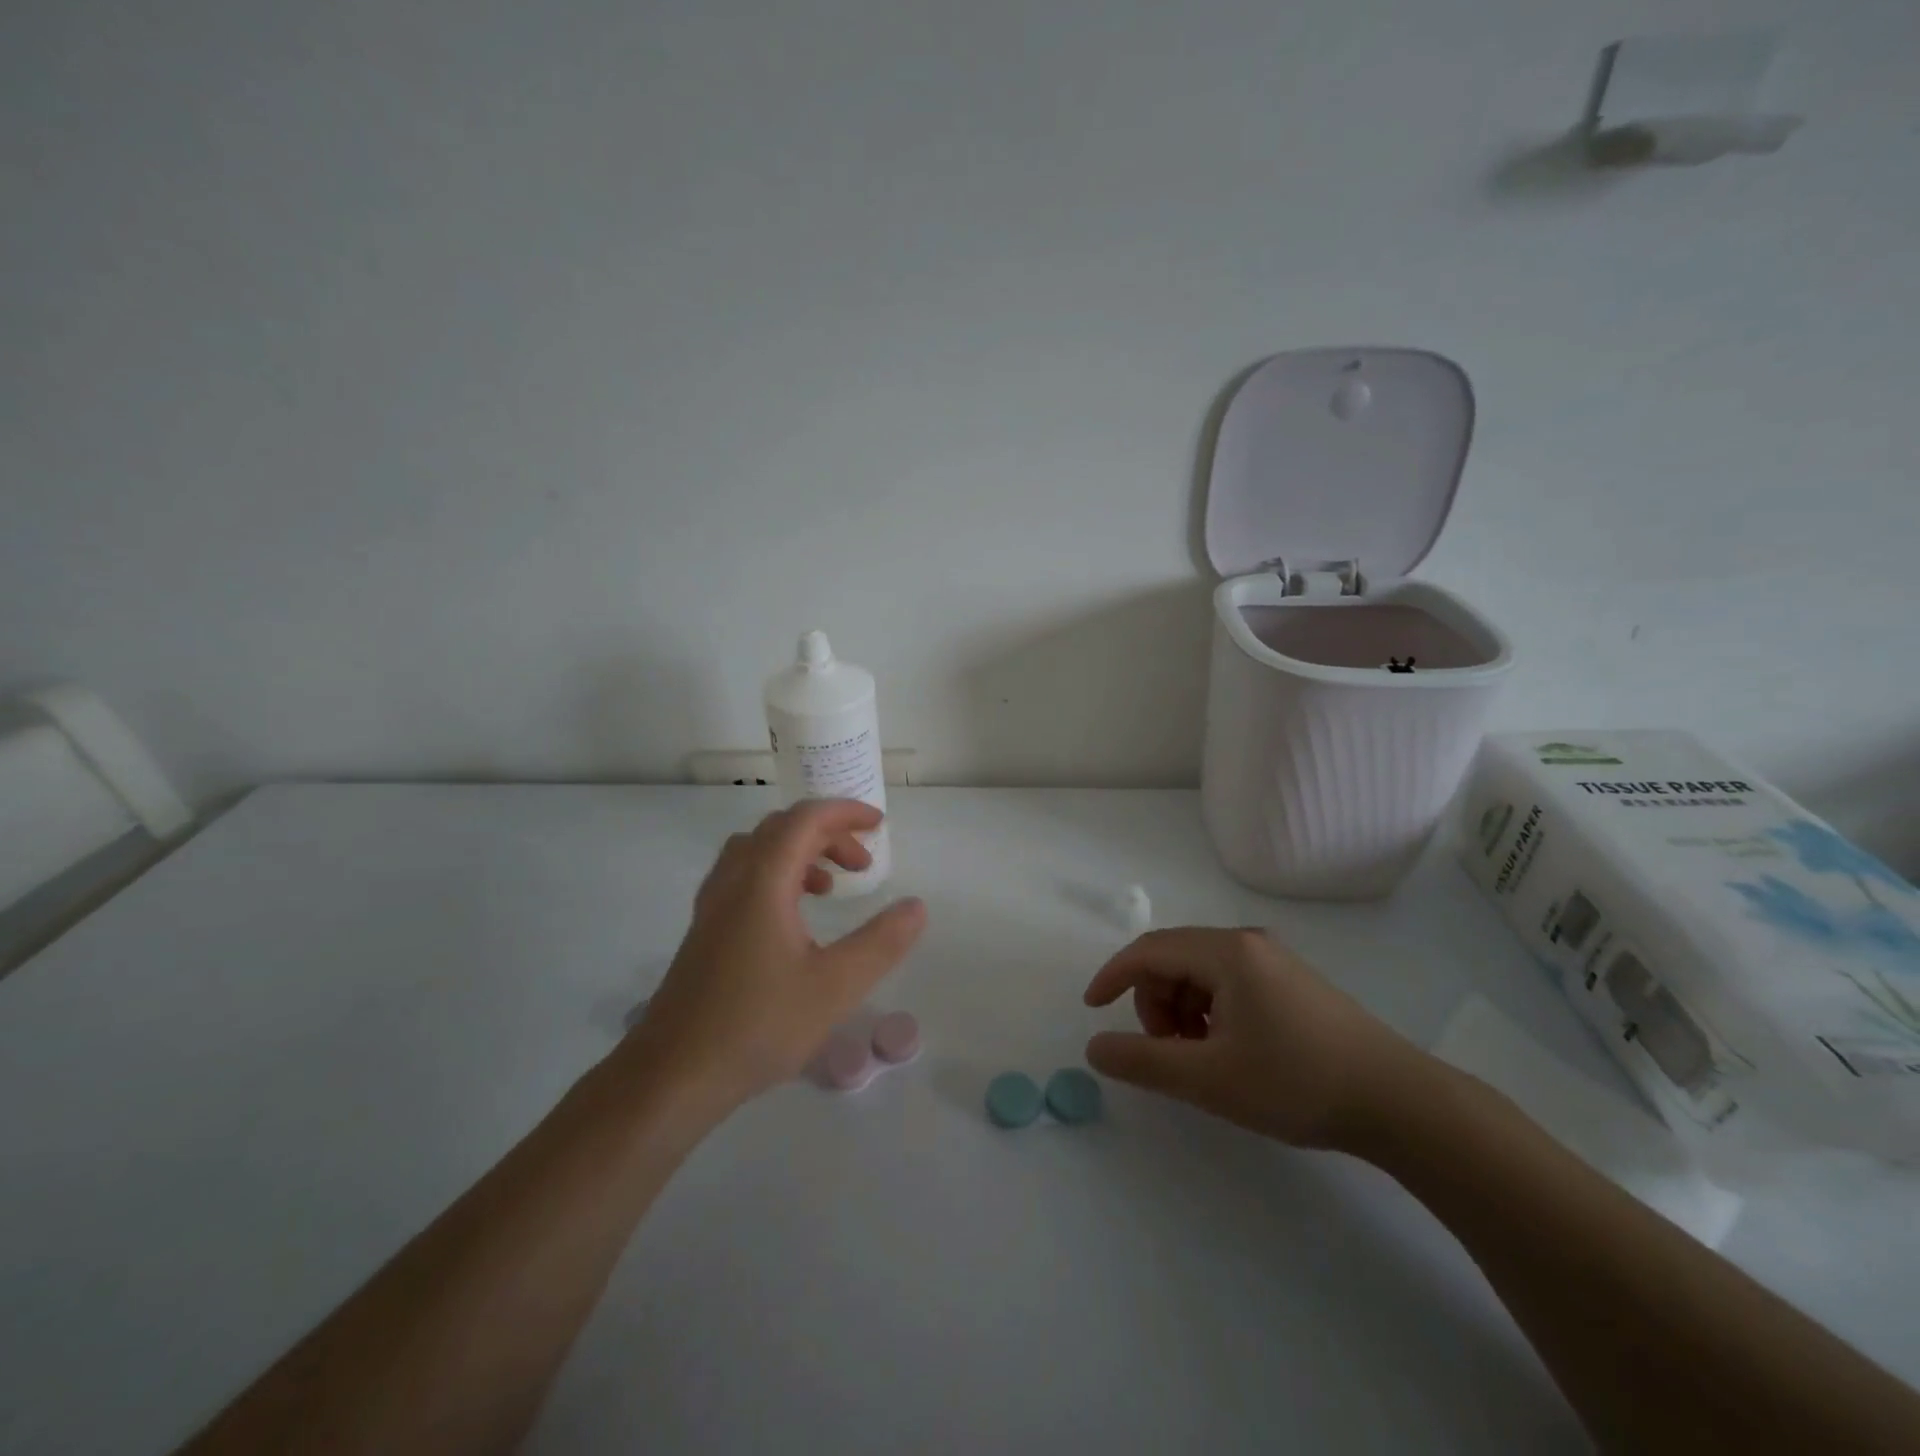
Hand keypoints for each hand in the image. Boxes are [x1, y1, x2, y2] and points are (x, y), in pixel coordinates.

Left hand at [626, 800, 926, 1111]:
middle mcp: (732, 882)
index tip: (879, 826)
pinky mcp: (704, 932)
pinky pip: (741, 878)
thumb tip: (916, 906)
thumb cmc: (758, 1025)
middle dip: (827, 833)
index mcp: (762, 883)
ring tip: (830, 887)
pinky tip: (792, 920)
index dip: (844, 813)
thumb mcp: (835, 987)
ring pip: (756, 852)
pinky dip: (775, 876)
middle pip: (780, 829)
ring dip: (799, 853)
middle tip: (862, 863)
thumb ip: (881, 943)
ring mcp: (712, 907)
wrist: (673, 1076)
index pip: (804, 820)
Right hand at [1082, 927, 1433, 1150]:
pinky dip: (1210, 1012)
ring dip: (1182, 1010)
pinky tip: (1229, 1051)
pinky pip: (1229, 983)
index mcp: (1226, 952)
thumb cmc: (1296, 1083)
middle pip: (1174, 959)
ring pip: (1200, 973)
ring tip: (1201, 1059)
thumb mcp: (1209, 1078)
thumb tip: (1094, 1047)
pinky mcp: (1291, 981)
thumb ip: (1143, 1062)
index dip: (1113, 976)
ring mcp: (1273, 960)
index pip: (1149, 950)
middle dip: (1154, 1002)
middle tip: (1167, 1052)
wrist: (1398, 1102)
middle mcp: (1247, 942)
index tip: (1092, 1010)